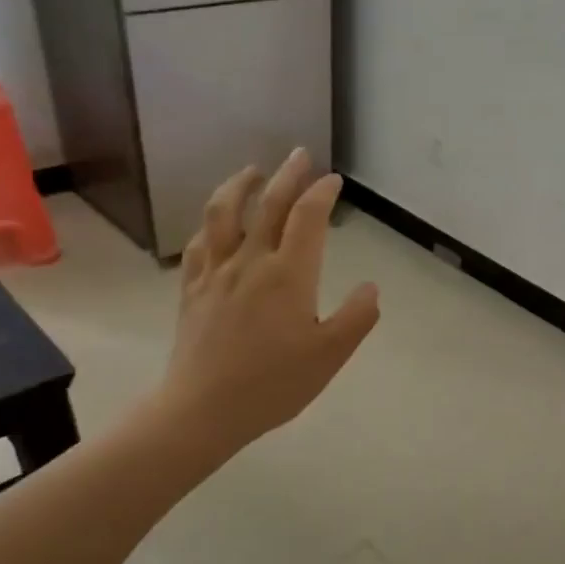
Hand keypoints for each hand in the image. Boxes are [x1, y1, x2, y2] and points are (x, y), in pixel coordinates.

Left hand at [162, 150, 379, 447]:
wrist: (204, 409)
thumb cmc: (274, 384)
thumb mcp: (330, 356)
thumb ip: (356, 318)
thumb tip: (371, 287)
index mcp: (289, 275)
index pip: (307, 218)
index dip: (322, 193)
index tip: (333, 180)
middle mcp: (251, 262)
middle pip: (268, 204)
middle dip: (287, 174)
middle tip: (300, 154)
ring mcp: (216, 273)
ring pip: (223, 213)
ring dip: (239, 185)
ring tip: (252, 172)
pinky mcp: (193, 289)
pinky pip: (200, 243)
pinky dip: (212, 223)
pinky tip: (216, 224)